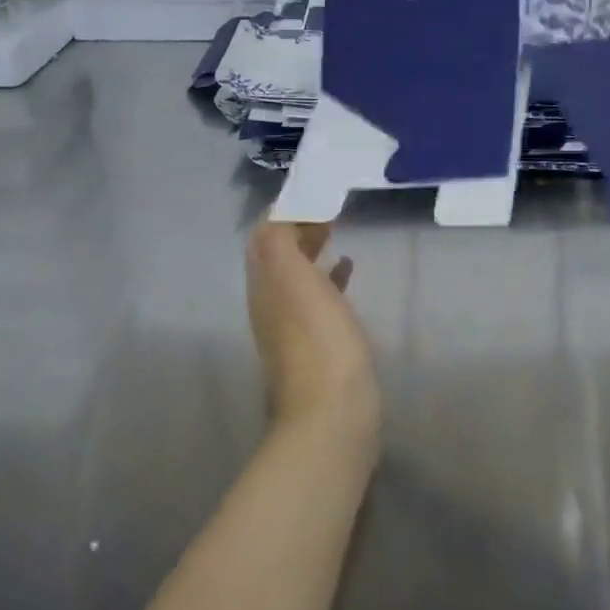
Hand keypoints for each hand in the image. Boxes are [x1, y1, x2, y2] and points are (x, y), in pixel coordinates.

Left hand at [245, 222, 380, 452]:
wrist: (332, 417)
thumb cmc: (319, 343)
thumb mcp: (294, 282)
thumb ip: (279, 244)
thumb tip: (276, 213)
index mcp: (264, 286)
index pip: (263, 237)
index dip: (284, 211)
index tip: (314, 192)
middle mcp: (270, 304)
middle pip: (275, 256)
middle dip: (296, 228)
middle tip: (328, 209)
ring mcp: (292, 328)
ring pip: (295, 276)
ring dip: (310, 251)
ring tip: (337, 232)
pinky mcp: (317, 346)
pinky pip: (316, 299)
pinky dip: (327, 278)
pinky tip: (347, 272)